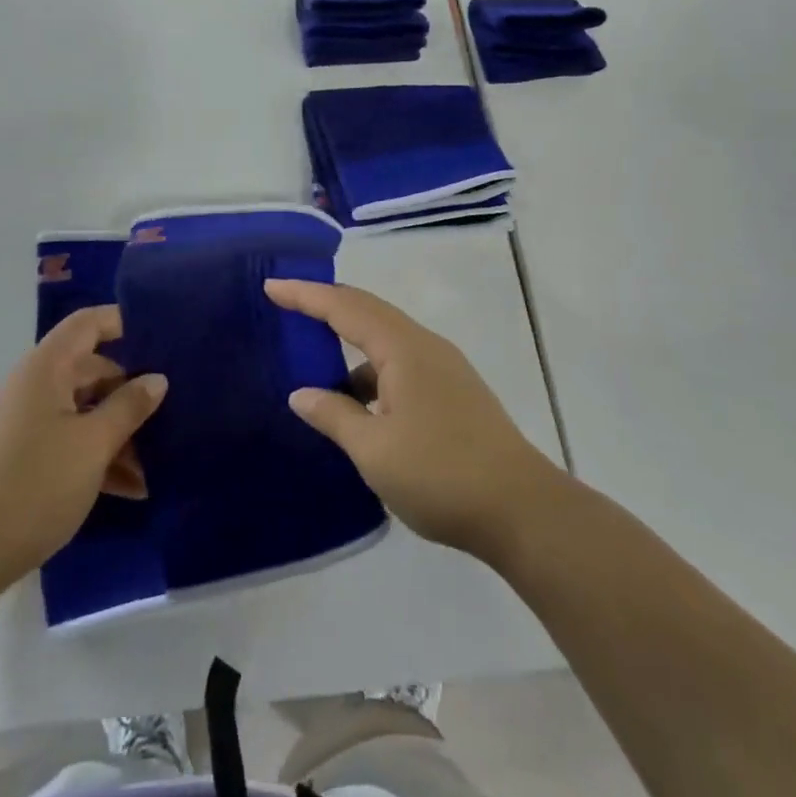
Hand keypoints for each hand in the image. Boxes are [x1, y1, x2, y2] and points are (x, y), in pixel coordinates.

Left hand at [0, 307, 166, 595]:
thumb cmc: (33, 485)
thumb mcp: (93, 445)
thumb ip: (129, 407)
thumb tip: (157, 379)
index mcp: (45, 369)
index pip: (87, 324)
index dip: (122, 321)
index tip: (162, 337)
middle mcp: (32, 387)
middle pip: (90, 371)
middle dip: (130, 393)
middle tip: (172, 414)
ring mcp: (23, 424)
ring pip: (82, 412)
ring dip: (118, 433)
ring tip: (156, 465)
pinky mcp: (19, 460)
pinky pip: (67, 442)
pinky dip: (96, 457)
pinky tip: (130, 489)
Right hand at [266, 279, 563, 563]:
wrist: (524, 511)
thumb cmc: (441, 475)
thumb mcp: (375, 450)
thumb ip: (334, 416)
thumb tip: (302, 394)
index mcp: (403, 349)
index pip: (345, 308)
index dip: (305, 295)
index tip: (271, 285)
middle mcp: (425, 347)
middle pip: (368, 311)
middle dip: (326, 305)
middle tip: (288, 302)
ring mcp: (444, 369)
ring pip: (386, 340)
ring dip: (350, 344)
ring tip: (317, 363)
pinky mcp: (454, 393)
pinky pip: (401, 364)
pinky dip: (372, 373)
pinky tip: (359, 406)